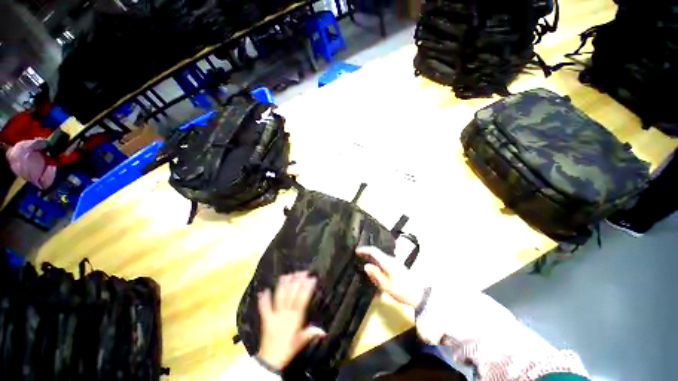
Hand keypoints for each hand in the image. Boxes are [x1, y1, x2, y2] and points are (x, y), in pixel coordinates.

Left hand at [257, 271, 325, 370]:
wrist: (271, 360)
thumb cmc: (288, 349)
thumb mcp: (302, 341)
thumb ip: (312, 333)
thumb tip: (325, 331)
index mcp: (296, 318)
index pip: (303, 299)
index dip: (307, 288)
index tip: (311, 278)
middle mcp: (286, 314)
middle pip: (292, 294)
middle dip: (297, 282)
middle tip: (301, 272)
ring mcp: (275, 315)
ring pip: (280, 297)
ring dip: (283, 286)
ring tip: (286, 275)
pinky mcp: (266, 319)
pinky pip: (264, 308)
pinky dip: (264, 299)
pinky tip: (264, 290)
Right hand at [356, 246, 424, 307]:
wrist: (419, 295)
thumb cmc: (401, 291)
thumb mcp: (386, 286)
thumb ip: (376, 275)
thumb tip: (366, 266)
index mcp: (387, 262)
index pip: (374, 251)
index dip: (365, 250)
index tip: (357, 251)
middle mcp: (391, 259)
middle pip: (377, 252)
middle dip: (367, 253)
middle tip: (358, 255)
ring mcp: (395, 262)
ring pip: (380, 256)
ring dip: (372, 257)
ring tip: (364, 260)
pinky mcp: (397, 266)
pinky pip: (384, 260)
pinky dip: (377, 260)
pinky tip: (374, 266)